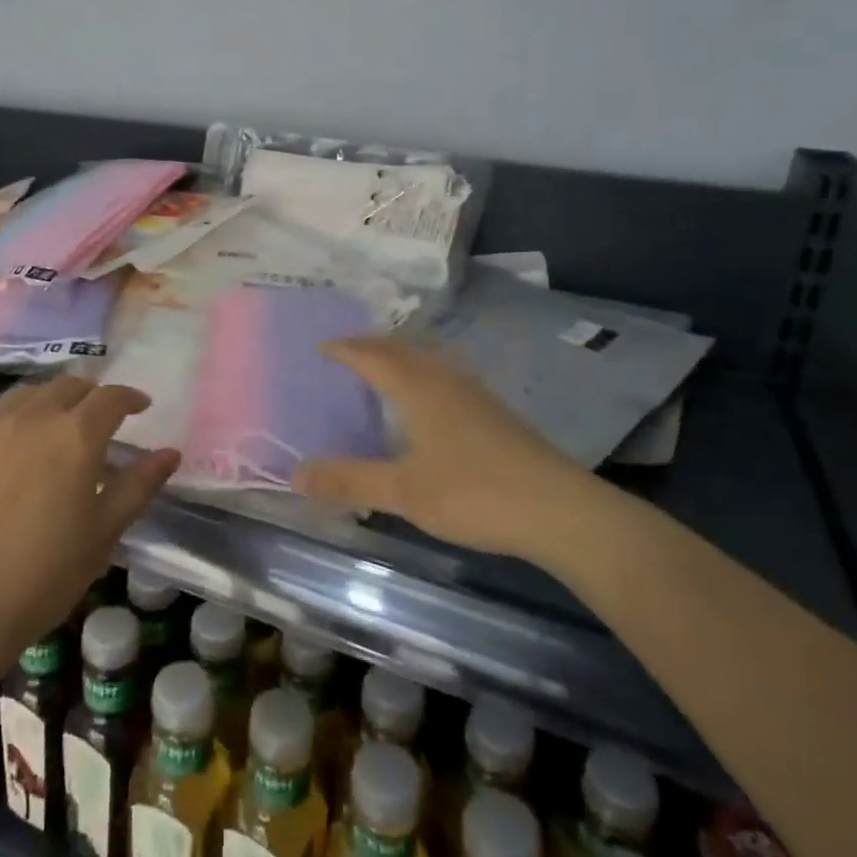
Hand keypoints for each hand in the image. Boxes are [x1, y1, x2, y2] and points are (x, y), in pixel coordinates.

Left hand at [0, 376, 179, 649]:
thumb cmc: (44, 575)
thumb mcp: (104, 533)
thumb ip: (138, 485)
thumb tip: (169, 453)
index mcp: (75, 436)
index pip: (109, 397)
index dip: (129, 397)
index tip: (140, 406)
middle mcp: (31, 419)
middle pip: (66, 386)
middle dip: (90, 394)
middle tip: (99, 417)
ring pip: (24, 396)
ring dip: (49, 401)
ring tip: (55, 425)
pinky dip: (12, 427)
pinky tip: (10, 459)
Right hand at [291, 337, 600, 564]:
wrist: (561, 510)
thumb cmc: (475, 494)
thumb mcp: (404, 492)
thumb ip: (349, 481)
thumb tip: (295, 473)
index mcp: (420, 389)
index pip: (373, 356)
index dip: (346, 349)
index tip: (321, 346)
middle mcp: (447, 381)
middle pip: (403, 349)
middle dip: (372, 345)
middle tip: (346, 350)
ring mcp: (476, 395)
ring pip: (429, 361)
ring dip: (400, 357)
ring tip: (383, 368)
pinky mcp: (495, 414)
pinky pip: (446, 377)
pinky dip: (423, 374)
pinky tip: (429, 401)